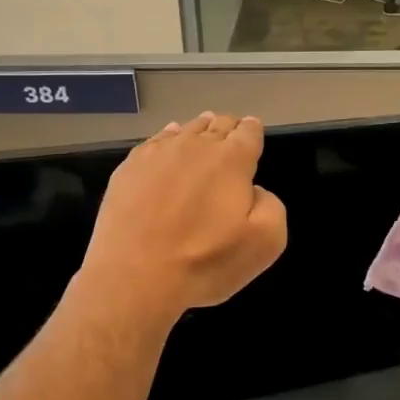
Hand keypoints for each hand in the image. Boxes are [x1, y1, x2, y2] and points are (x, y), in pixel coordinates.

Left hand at [80, 113, 287, 321]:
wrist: (134, 274)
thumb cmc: (205, 262)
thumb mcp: (265, 243)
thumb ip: (271, 206)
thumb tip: (254, 191)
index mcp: (232, 160)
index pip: (248, 132)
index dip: (253, 132)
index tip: (253, 133)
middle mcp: (195, 146)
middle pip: (217, 125)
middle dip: (227, 128)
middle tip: (230, 136)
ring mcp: (158, 153)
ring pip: (186, 129)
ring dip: (199, 130)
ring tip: (203, 133)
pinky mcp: (129, 167)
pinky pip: (155, 141)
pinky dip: (167, 138)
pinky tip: (168, 142)